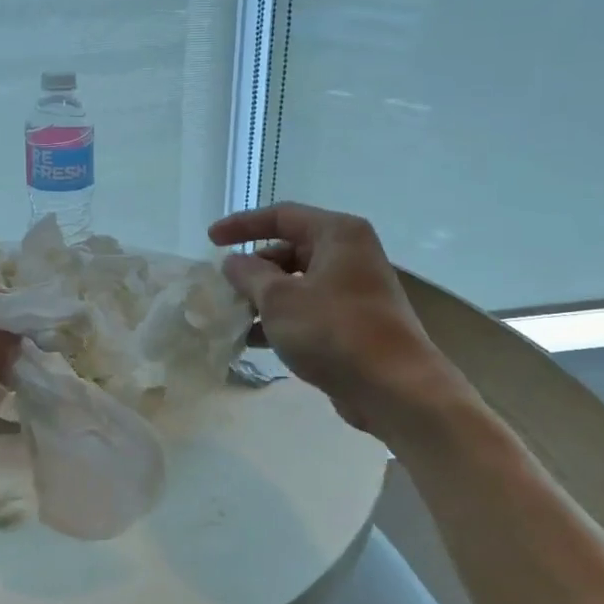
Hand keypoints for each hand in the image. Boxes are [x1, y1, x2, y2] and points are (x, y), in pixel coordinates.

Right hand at [210, 203, 471, 437]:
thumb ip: (250, 275)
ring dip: (263, 298)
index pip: (282, 216)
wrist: (393, 387)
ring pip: (297, 283)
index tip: (210, 240)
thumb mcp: (280, 299)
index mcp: (337, 234)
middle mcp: (349, 255)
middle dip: (253, 269)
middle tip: (222, 287)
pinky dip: (282, 320)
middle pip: (289, 250)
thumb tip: (234, 263)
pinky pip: (308, 310)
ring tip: (231, 317)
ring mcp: (354, 290)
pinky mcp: (353, 323)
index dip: (242, 225)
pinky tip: (254, 341)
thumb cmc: (334, 331)